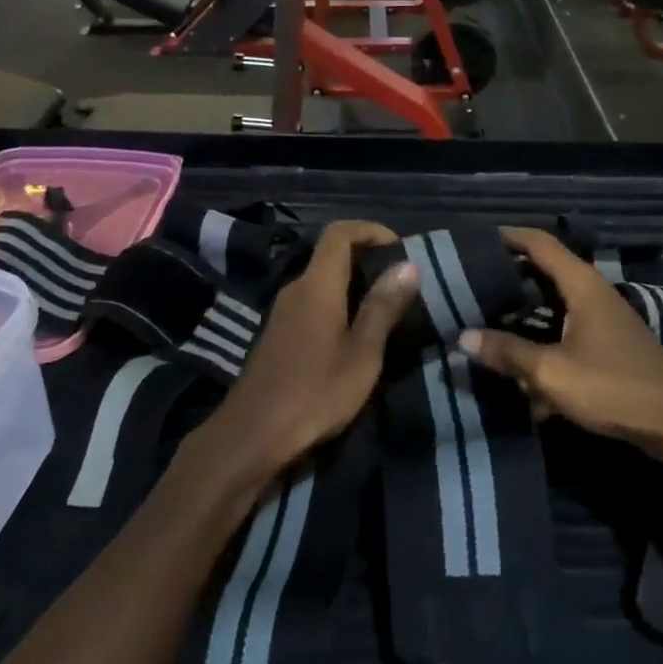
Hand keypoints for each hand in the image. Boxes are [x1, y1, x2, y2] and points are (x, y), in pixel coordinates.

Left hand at [201, 221, 418, 477]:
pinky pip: (312, 302)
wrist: (254, 434)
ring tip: (385, 308)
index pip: (339, 233)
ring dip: (353, 284)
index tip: (399, 247)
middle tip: (401, 282)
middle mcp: (296, 288)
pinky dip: (338, 303)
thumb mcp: (362, 353)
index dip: (370, 230)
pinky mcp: (278, 333)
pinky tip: (355, 333)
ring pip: (322, 280)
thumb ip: (383, 307)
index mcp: (317, 285)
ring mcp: (282, 311)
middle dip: (367, 259)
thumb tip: (409, 265)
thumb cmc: (315, 392)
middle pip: (330, 255)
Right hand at [459, 228, 662, 473]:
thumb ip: (507, 352)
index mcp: (582, 286)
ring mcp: (604, 321)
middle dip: (509, 278)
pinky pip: (565, 334)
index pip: (540, 244)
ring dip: (524, 315)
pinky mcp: (609, 348)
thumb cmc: (613, 387)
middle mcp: (594, 295)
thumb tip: (463, 337)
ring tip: (487, 322)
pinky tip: (522, 375)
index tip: (474, 240)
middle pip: (545, 273)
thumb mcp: (551, 372)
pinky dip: (543, 344)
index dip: (507, 236)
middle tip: (470, 284)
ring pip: (554, 307)